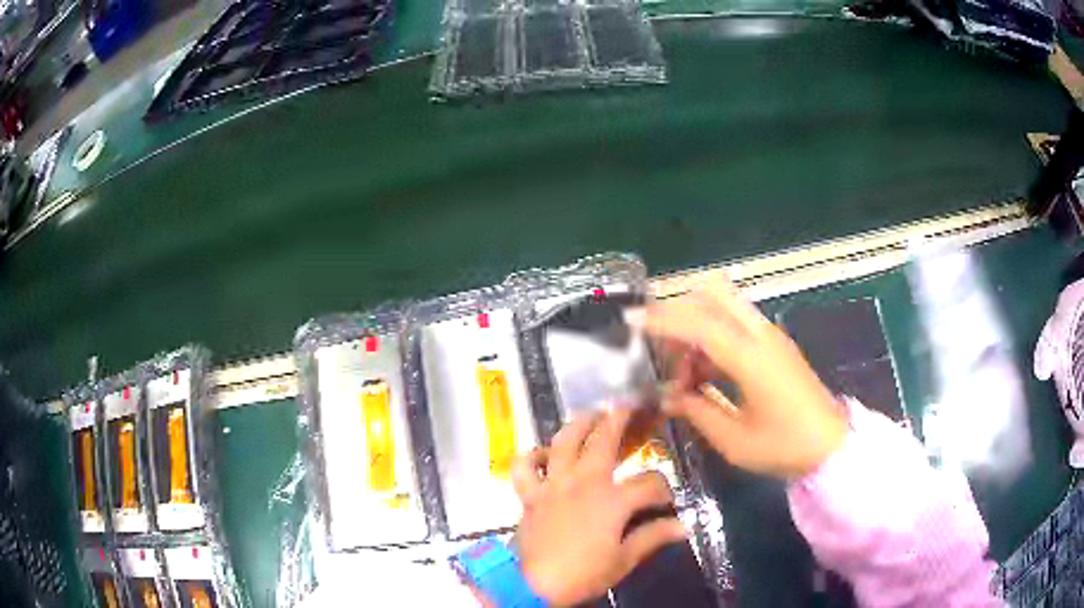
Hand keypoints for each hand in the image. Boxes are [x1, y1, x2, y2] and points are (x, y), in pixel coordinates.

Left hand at [510, 410, 687, 605]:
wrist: (535, 585)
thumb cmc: (584, 573)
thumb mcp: (624, 559)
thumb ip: (652, 537)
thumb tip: (682, 526)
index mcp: (612, 499)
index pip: (649, 483)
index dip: (663, 489)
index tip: (666, 501)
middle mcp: (583, 482)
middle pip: (603, 441)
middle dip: (619, 419)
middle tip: (627, 405)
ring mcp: (553, 484)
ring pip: (563, 442)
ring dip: (578, 424)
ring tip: (590, 414)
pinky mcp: (530, 494)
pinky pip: (525, 467)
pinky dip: (531, 456)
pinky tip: (543, 453)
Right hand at [634, 280, 847, 478]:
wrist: (831, 446)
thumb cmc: (784, 446)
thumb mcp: (734, 439)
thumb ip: (696, 410)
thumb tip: (666, 395)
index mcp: (751, 357)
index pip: (699, 324)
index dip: (662, 319)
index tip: (631, 320)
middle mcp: (761, 335)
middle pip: (714, 294)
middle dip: (678, 306)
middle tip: (654, 334)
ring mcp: (771, 336)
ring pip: (725, 306)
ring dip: (696, 324)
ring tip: (680, 368)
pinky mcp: (775, 344)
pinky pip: (736, 324)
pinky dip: (713, 335)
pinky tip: (703, 371)